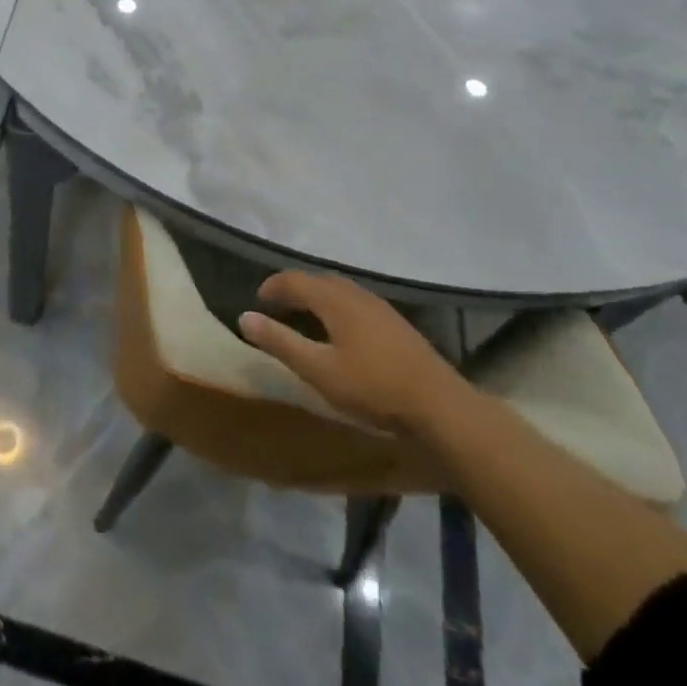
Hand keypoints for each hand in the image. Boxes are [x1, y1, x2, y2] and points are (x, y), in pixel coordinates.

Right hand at [238, 272, 470, 435]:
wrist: (440, 405)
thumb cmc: (373, 387)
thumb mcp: (318, 370)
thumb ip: (281, 342)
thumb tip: (246, 317)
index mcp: (335, 299)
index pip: (295, 280)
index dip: (273, 287)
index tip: (257, 301)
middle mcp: (357, 294)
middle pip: (319, 281)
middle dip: (295, 289)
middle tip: (278, 307)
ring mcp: (380, 307)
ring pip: (340, 291)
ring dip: (318, 297)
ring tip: (305, 317)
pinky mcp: (396, 324)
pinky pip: (356, 303)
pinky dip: (337, 307)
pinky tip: (341, 331)